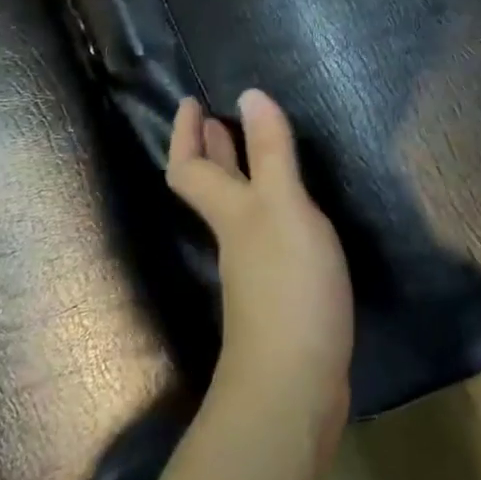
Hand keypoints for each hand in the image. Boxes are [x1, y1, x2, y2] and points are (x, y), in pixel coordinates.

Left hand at [167, 91, 354, 421]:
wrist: (295, 385)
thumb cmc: (287, 286)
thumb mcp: (283, 208)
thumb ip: (270, 153)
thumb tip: (248, 95)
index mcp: (231, 212)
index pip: (191, 167)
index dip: (185, 133)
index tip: (190, 101)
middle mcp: (237, 236)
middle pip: (212, 187)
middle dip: (211, 149)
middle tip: (217, 117)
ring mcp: (256, 269)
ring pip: (239, 210)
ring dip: (240, 176)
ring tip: (257, 150)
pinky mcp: (282, 293)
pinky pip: (268, 233)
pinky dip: (271, 208)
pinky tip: (295, 210)